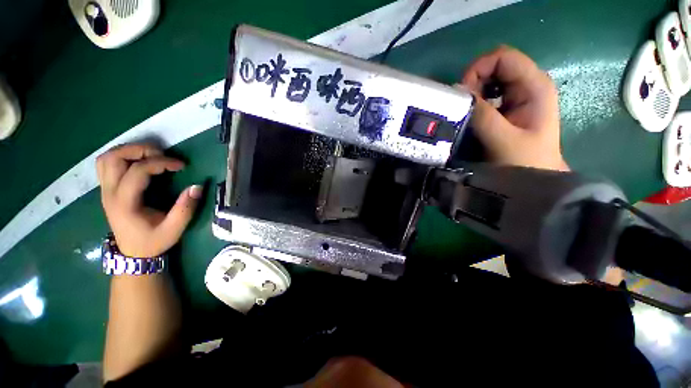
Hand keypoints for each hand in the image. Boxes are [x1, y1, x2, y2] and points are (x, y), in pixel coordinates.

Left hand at [96, 143, 202, 257]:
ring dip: (128, 151)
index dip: (160, 162)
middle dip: (140, 150)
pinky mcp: (107, 190)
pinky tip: (139, 163)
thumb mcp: (174, 229)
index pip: (137, 171)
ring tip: (151, 155)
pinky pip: (107, 165)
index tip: (181, 165)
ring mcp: (105, 191)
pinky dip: (122, 157)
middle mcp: (109, 193)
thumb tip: (197, 187)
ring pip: (107, 158)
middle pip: (114, 158)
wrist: (133, 254)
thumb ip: (185, 208)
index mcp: (125, 203)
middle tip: (162, 154)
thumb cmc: (153, 241)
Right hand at [459, 45, 568, 170]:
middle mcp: (529, 84)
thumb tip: (457, 90)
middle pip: (495, 65)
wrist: (534, 178)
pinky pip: (489, 93)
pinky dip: (476, 100)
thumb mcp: (502, 139)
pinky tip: (473, 114)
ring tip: (467, 112)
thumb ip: (481, 114)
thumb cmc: (524, 161)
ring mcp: (520, 94)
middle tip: (463, 106)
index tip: (462, 94)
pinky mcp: (510, 106)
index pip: (503, 57)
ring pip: (490, 78)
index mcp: (535, 85)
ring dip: (473, 92)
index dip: (478, 69)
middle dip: (474, 81)